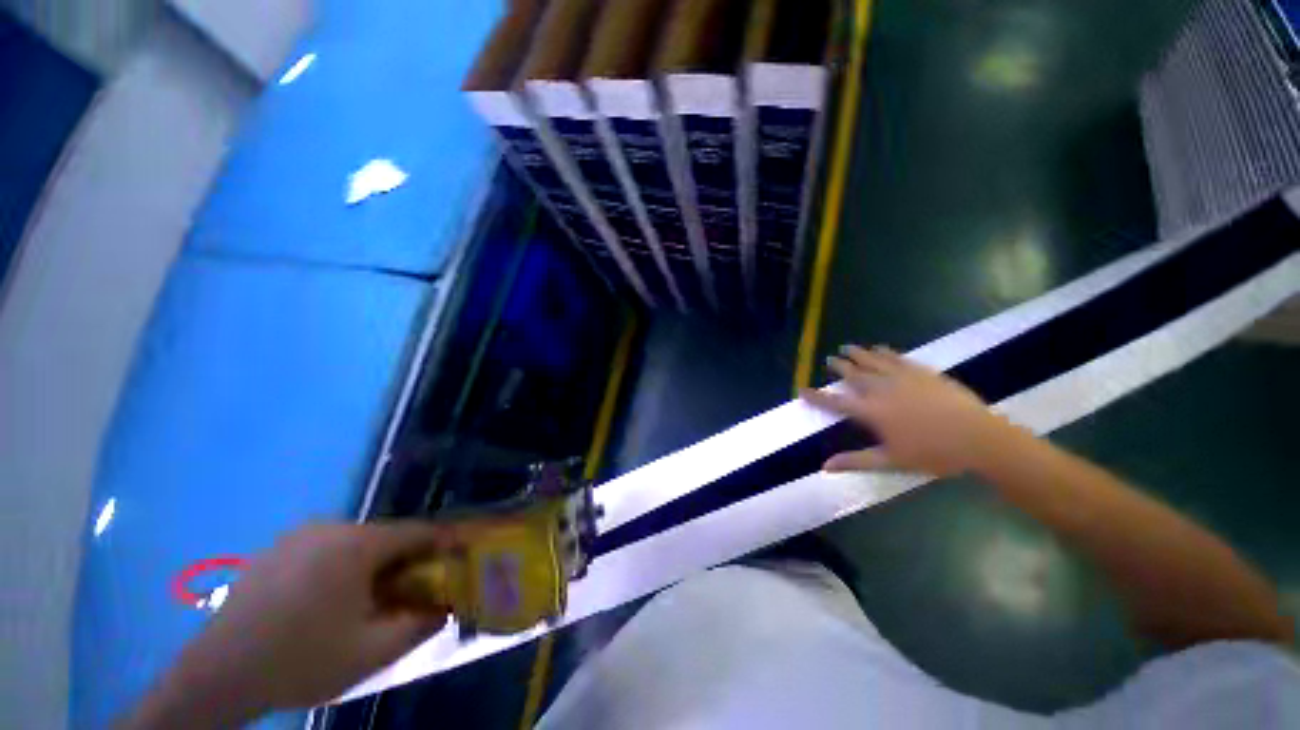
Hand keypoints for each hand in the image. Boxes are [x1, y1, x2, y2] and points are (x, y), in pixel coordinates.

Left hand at [123, 523, 451, 727]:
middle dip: (406, 561)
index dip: (444, 543)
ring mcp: (299, 536)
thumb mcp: (372, 652)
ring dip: (374, 565)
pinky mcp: (277, 549)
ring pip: (356, 543)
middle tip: (413, 591)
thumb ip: (420, 624)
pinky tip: (329, 601)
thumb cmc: (301, 661)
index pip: (418, 531)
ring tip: (371, 600)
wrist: (217, 675)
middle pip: (387, 537)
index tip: (460, 556)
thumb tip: (446, 607)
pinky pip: (327, 549)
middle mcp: (331, 528)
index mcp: (358, 545)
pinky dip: (343, 567)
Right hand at [801, 345, 1017, 476]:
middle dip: (839, 366)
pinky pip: (897, 358)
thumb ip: (855, 461)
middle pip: (854, 375)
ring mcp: (903, 378)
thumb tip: (824, 467)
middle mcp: (882, 390)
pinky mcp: (922, 372)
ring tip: (846, 347)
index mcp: (872, 412)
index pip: (836, 402)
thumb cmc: (933, 454)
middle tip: (829, 359)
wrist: (979, 438)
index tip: (802, 389)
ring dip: (858, 354)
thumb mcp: (891, 461)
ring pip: (873, 362)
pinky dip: (885, 352)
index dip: (817, 396)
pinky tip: (879, 348)